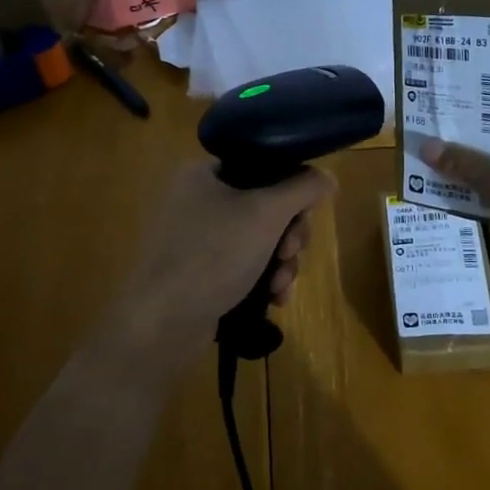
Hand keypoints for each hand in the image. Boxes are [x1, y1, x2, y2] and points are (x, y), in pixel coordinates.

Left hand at [109, 162, 335, 373]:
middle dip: (288, 235)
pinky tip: (274, 299)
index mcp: (202, 172)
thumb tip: (328, 177)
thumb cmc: (213, 255)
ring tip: (281, 285)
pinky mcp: (196, 270)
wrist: (161, 323)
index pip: (263, 166)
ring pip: (258, 238)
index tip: (304, 218)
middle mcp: (195, 198)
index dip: (292, 190)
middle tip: (291, 255)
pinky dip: (262, 278)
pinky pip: (242, 263)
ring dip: (280, 262)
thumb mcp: (266, 213)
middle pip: (265, 205)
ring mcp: (193, 237)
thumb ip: (303, 188)